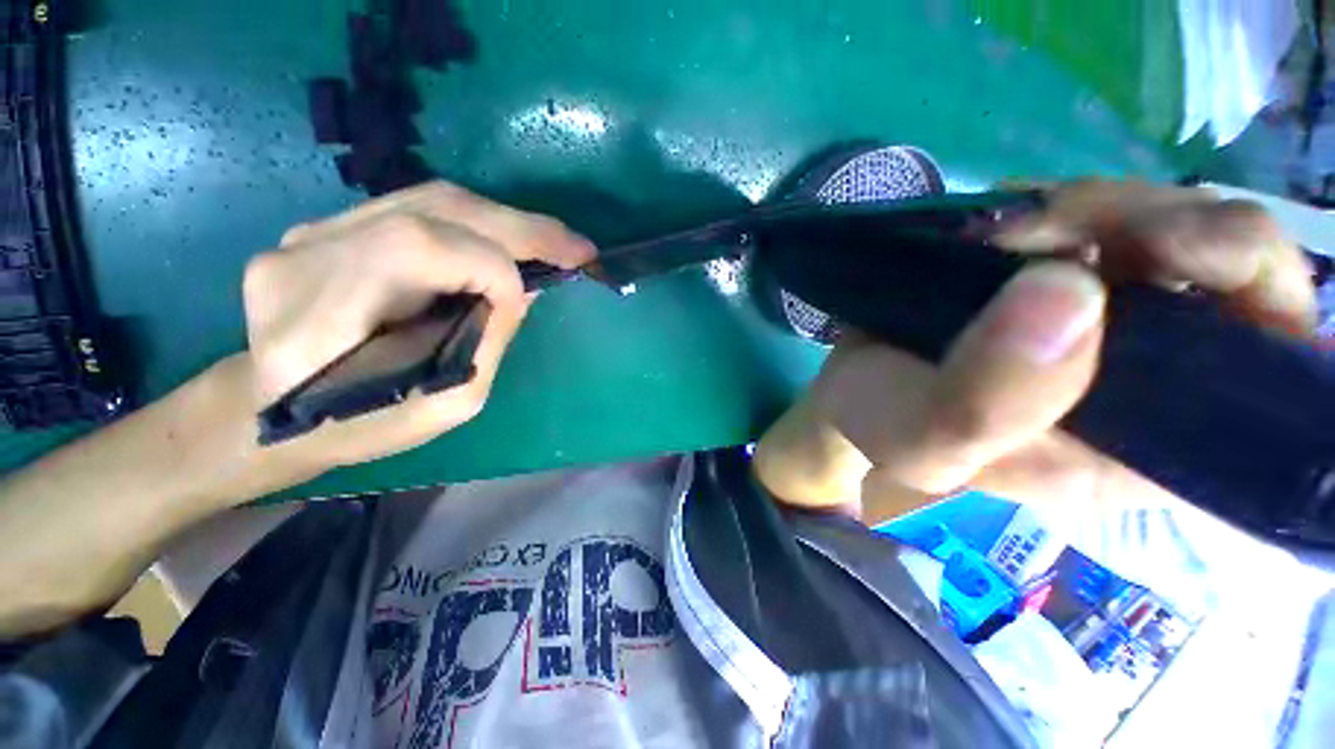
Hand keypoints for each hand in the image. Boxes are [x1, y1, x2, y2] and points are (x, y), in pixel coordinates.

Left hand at [242, 181, 593, 478]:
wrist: (268, 406)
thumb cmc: (359, 425)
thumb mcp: (441, 405)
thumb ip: (486, 342)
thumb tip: (524, 290)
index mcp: (319, 317)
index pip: (421, 250)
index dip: (490, 270)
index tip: (527, 301)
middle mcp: (306, 255)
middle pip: (432, 209)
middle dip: (519, 227)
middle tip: (578, 247)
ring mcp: (310, 232)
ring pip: (429, 199)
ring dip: (505, 220)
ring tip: (554, 242)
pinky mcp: (325, 228)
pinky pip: (415, 209)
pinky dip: (475, 223)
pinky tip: (506, 242)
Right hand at [755, 181, 1317, 522]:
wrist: (852, 394)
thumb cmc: (884, 431)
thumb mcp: (921, 442)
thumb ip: (984, 405)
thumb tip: (1070, 291)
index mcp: (1146, 447)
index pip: (1273, 381)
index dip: (1263, 298)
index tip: (1177, 252)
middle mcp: (1156, 381)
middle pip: (1241, 277)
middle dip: (1171, 225)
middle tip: (1065, 225)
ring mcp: (1114, 320)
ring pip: (1175, 228)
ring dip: (1104, 206)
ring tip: (1012, 227)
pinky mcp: (1066, 281)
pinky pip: (1107, 217)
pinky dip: (1067, 201)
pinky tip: (1013, 218)